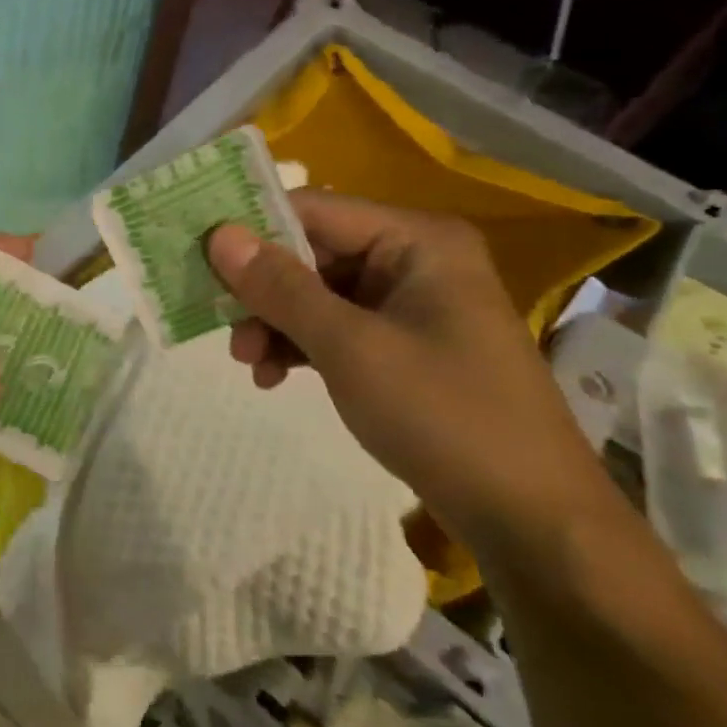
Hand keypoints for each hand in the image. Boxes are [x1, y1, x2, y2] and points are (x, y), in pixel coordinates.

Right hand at [205, 194, 602, 548]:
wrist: (530, 516)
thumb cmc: (443, 414)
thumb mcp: (349, 346)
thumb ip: (280, 287)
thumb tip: (217, 235)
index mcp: (415, 241)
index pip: (314, 210)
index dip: (252, 229)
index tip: (197, 256)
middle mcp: (413, 260)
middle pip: (312, 254)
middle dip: (261, 290)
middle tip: (218, 323)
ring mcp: (409, 305)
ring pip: (318, 295)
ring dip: (275, 324)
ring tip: (246, 363)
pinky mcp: (403, 345)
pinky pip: (336, 328)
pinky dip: (301, 347)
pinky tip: (273, 377)